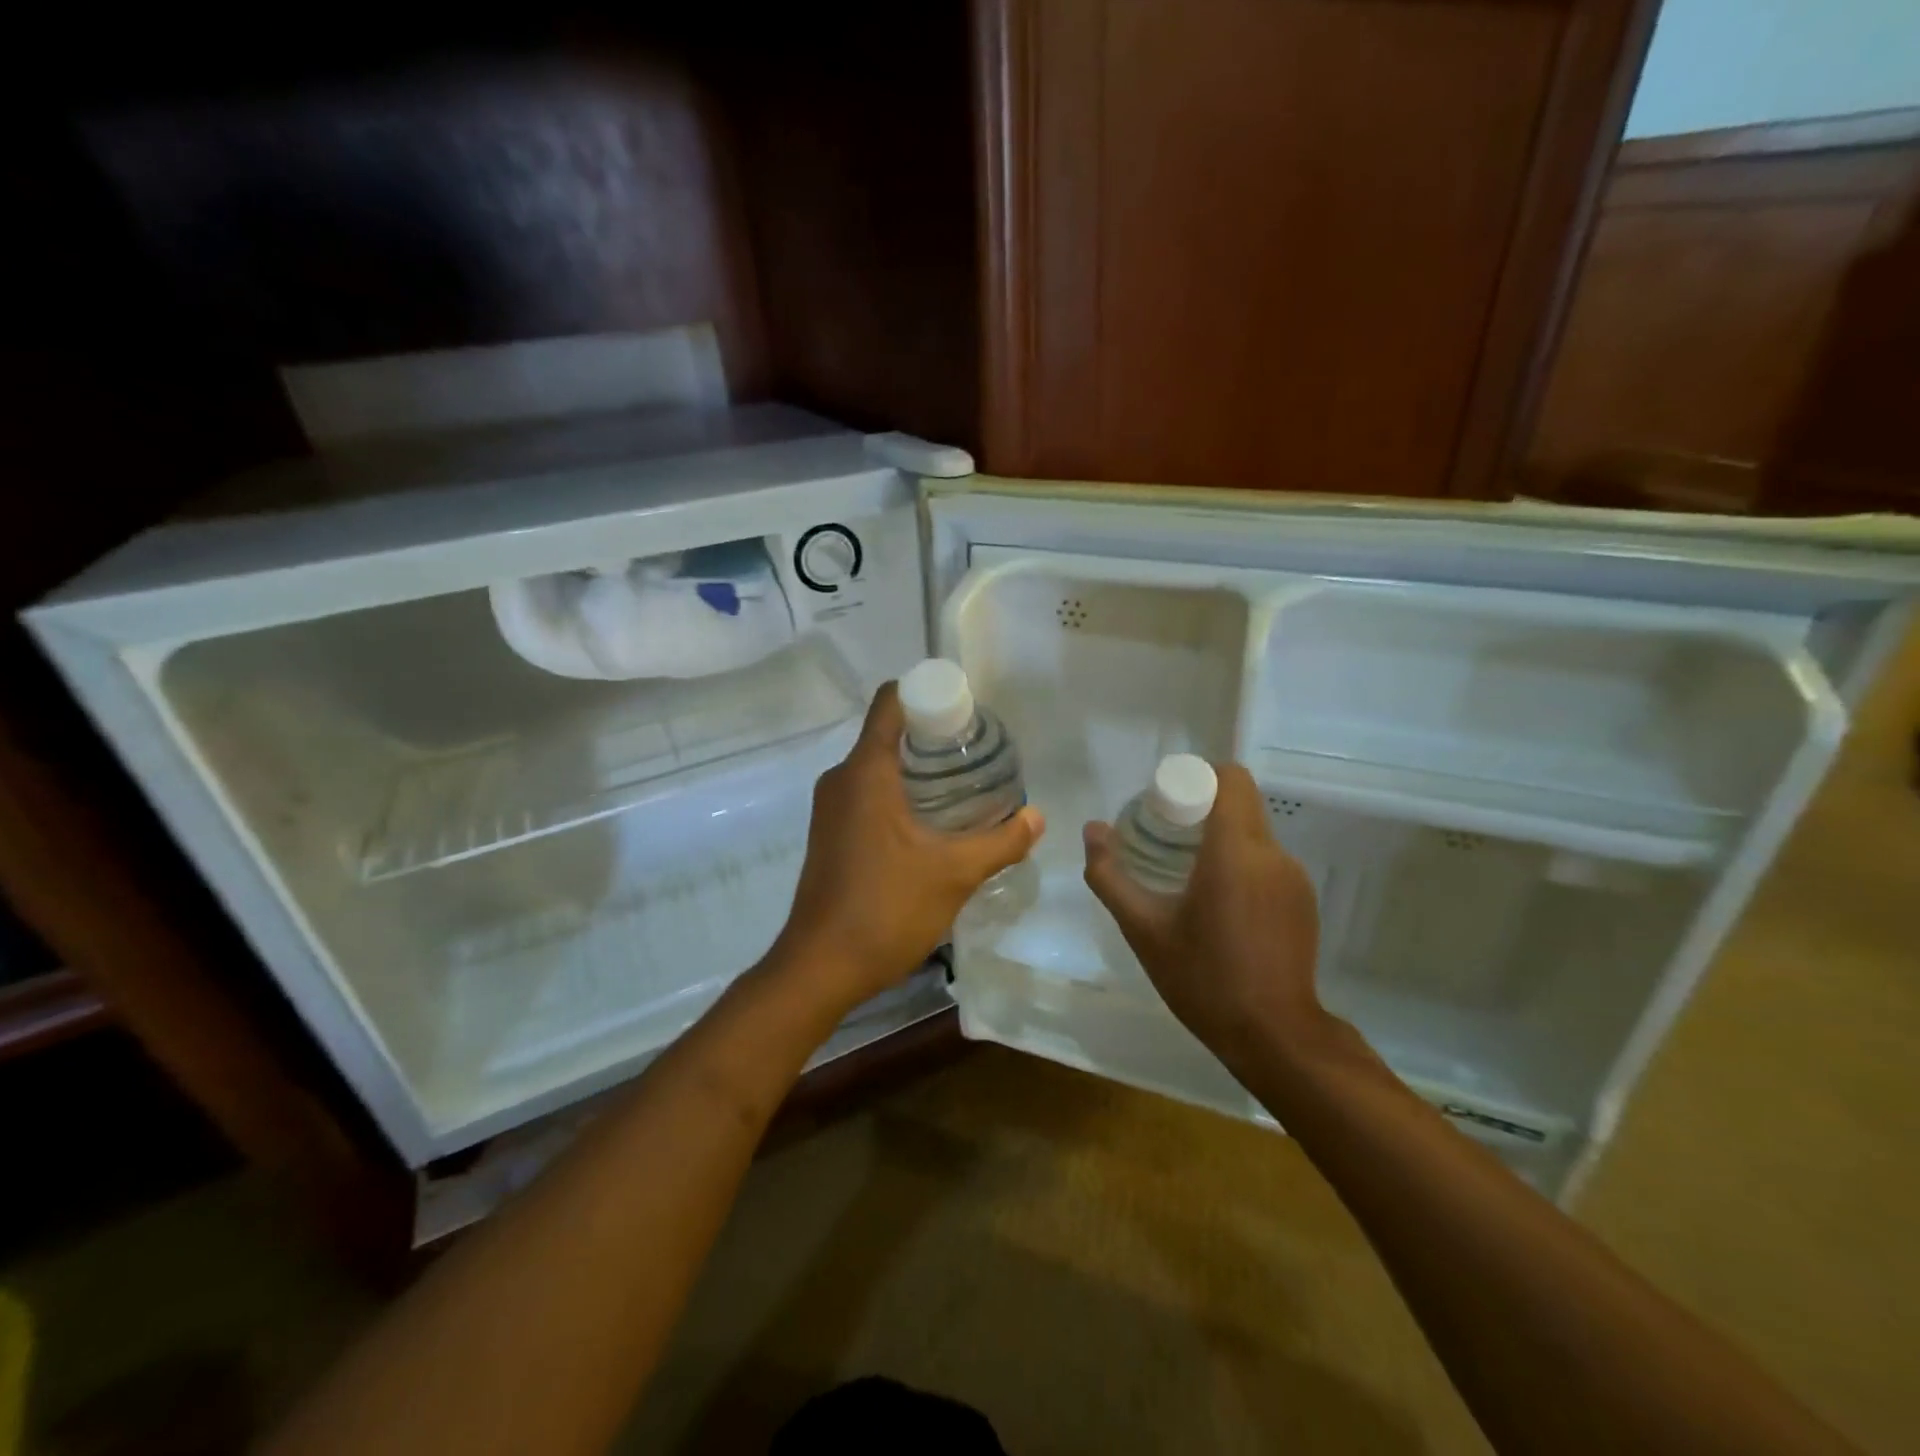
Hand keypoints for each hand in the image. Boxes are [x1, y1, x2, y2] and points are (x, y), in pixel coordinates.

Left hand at [775, 682, 1044, 1011]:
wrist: (821, 967)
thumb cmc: (886, 909)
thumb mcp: (954, 873)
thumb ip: (1001, 841)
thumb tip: (1037, 817)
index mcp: (865, 771)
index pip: (891, 702)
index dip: (929, 695)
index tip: (966, 712)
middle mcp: (840, 779)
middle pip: (888, 733)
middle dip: (933, 737)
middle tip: (977, 754)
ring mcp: (830, 808)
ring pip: (878, 767)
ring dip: (917, 770)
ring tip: (963, 787)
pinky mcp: (829, 834)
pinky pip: (867, 794)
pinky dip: (898, 794)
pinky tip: (931, 823)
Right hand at [1082, 763, 1324, 1072]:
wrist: (1273, 1036)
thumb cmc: (1203, 977)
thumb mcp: (1143, 928)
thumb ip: (1110, 875)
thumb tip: (1092, 829)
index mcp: (1235, 850)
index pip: (1230, 778)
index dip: (1197, 778)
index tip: (1166, 803)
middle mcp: (1272, 854)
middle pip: (1240, 803)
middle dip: (1202, 807)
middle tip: (1165, 837)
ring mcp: (1294, 878)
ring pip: (1254, 832)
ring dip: (1221, 838)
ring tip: (1188, 873)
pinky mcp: (1304, 901)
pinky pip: (1267, 861)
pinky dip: (1240, 863)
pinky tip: (1219, 904)